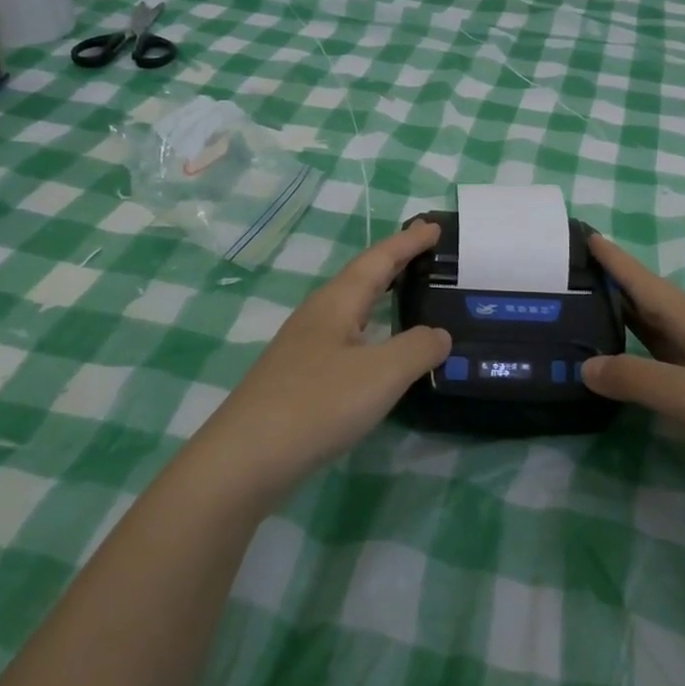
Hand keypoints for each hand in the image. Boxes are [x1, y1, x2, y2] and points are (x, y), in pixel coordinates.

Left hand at [185, 222, 451, 507]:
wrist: (245, 459)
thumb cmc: (317, 404)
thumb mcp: (382, 373)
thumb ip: (418, 348)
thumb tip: (440, 334)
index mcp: (337, 302)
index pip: (379, 259)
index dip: (408, 242)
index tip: (435, 226)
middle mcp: (318, 315)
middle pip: (362, 278)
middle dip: (395, 262)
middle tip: (426, 252)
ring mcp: (304, 347)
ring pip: (352, 308)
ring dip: (381, 295)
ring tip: (408, 293)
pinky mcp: (299, 377)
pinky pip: (346, 337)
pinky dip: (371, 330)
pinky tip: (378, 351)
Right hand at [582, 234, 684, 525]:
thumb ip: (634, 377)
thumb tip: (585, 365)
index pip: (645, 282)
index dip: (615, 259)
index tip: (584, 234)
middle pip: (646, 303)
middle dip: (610, 285)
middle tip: (567, 274)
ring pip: (650, 334)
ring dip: (617, 321)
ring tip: (577, 313)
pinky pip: (656, 367)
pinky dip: (630, 360)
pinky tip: (612, 367)